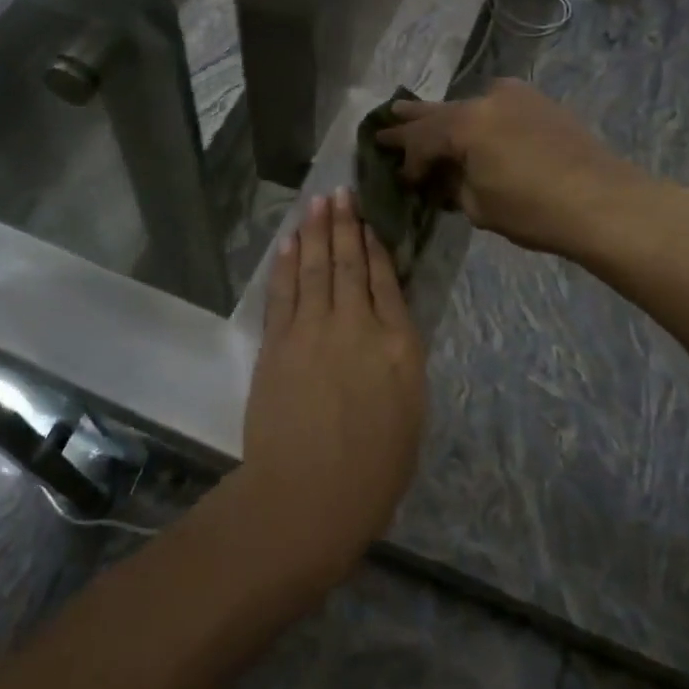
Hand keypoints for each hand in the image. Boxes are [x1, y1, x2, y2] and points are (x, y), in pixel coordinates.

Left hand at [235, 187, 425, 587]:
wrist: (309, 497)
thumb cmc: (373, 471)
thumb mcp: (409, 413)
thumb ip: (399, 361)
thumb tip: (388, 328)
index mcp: (399, 346)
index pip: (387, 282)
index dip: (376, 247)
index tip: (370, 221)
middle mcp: (357, 326)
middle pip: (350, 264)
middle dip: (346, 225)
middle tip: (341, 192)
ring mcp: (313, 330)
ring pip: (317, 268)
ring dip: (318, 232)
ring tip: (319, 202)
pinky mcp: (279, 342)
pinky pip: (285, 291)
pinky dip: (288, 263)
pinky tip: (291, 242)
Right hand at [377, 78, 639, 257]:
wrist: (604, 202)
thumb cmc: (534, 210)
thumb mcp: (478, 206)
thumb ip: (452, 186)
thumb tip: (442, 179)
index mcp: (465, 124)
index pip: (422, 140)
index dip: (408, 160)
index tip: (402, 178)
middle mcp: (485, 99)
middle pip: (438, 112)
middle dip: (411, 121)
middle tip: (384, 122)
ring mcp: (515, 95)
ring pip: (467, 104)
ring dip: (443, 115)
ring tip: (413, 112)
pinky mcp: (539, 102)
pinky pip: (495, 104)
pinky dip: (476, 114)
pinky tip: (469, 120)